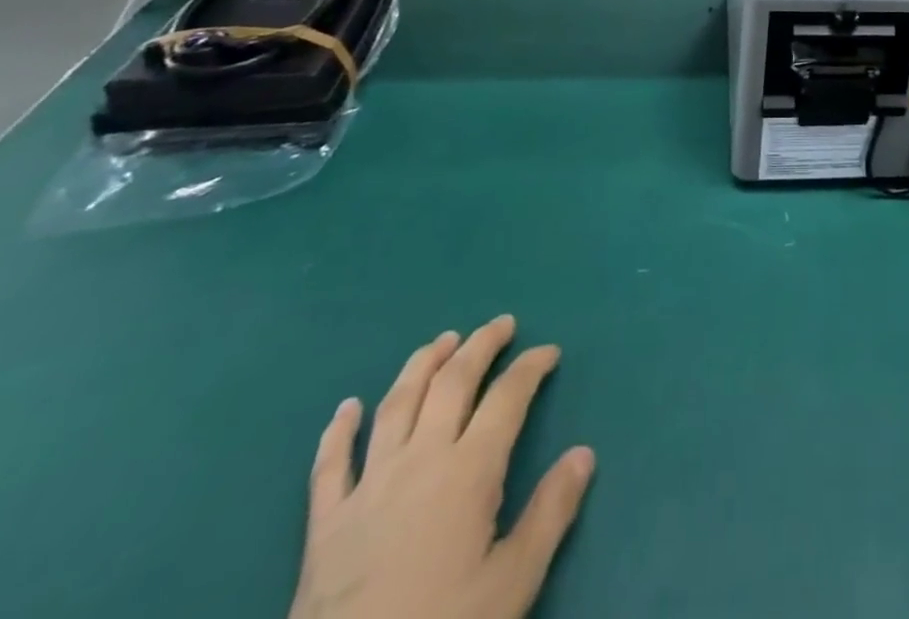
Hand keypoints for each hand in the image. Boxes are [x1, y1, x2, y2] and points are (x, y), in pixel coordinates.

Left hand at [289, 317, 594, 618]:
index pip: (507, 397)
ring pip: (397, 405)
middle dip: (480, 345)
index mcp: (469, 471)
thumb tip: (584, 453)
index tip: (549, 352)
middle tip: (501, 324)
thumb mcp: (512, 584)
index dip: (531, 366)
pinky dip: (338, 430)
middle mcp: (420, 461)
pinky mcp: (325, 524)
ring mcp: (368, 487)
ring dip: (421, 365)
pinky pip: (330, 464)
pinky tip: (346, 408)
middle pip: (452, 383)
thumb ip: (551, 513)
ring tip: (442, 341)